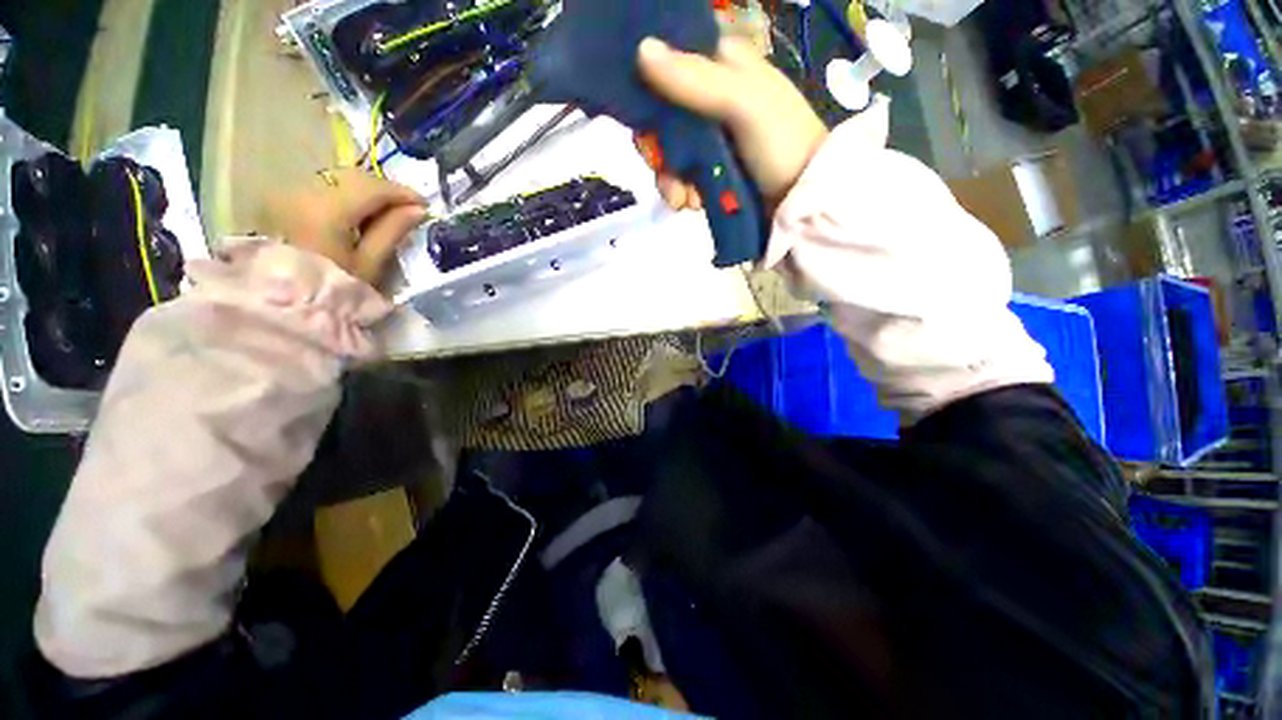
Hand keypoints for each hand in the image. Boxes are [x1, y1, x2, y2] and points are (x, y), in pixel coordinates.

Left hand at [262, 168, 428, 286]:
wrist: (282, 305)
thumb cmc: (333, 289)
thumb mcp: (369, 264)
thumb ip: (393, 231)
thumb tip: (418, 210)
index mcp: (327, 209)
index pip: (372, 187)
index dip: (402, 192)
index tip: (424, 204)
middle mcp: (303, 191)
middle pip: (352, 177)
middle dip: (382, 189)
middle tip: (406, 207)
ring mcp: (286, 194)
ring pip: (335, 179)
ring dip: (362, 191)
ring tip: (382, 212)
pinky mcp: (279, 201)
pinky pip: (319, 187)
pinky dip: (343, 194)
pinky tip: (355, 213)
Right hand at [635, 36, 828, 210]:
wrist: (802, 198)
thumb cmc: (780, 142)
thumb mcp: (742, 103)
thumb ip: (695, 80)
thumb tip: (641, 50)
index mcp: (722, 67)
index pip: (670, 64)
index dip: (649, 88)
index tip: (644, 118)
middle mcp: (711, 98)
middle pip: (662, 116)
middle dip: (658, 149)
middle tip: (663, 168)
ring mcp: (711, 138)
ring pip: (669, 152)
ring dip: (669, 179)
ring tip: (683, 200)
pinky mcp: (711, 169)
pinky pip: (681, 177)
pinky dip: (681, 192)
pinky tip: (692, 205)